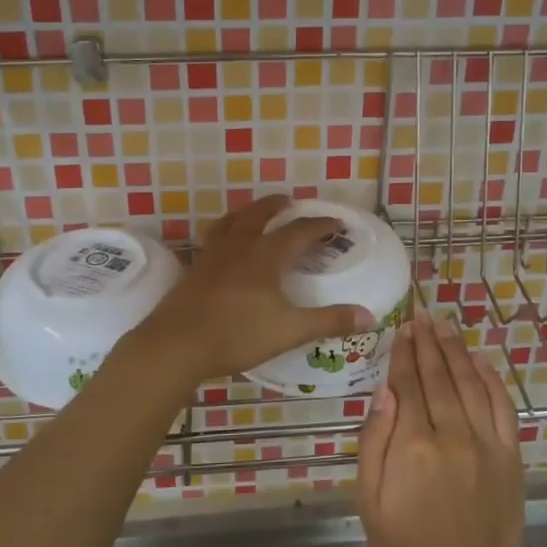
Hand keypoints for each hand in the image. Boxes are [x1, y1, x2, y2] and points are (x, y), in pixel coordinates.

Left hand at [132, 195, 374, 382]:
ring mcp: (213, 255)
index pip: (300, 231)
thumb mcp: (290, 330)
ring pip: (231, 221)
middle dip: (277, 206)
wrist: (177, 344)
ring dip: (247, 212)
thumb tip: (369, 316)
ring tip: (254, 214)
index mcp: (267, 255)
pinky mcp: (195, 269)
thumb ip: (329, 321)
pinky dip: (225, 232)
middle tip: (289, 201)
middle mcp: (240, 246)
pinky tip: (224, 247)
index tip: (337, 224)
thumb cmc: (238, 334)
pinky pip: (213, 238)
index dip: (321, 226)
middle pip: (260, 214)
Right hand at [357, 314, 525, 546]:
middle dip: (428, 343)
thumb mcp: (370, 500)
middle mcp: (452, 433)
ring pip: (471, 382)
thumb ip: (375, 441)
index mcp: (413, 444)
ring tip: (445, 327)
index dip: (403, 353)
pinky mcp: (511, 456)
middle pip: (439, 375)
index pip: (407, 383)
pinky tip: (481, 359)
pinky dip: (492, 378)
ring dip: (457, 351)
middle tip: (422, 317)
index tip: (401, 330)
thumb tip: (385, 391)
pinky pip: (503, 406)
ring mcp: (487, 443)